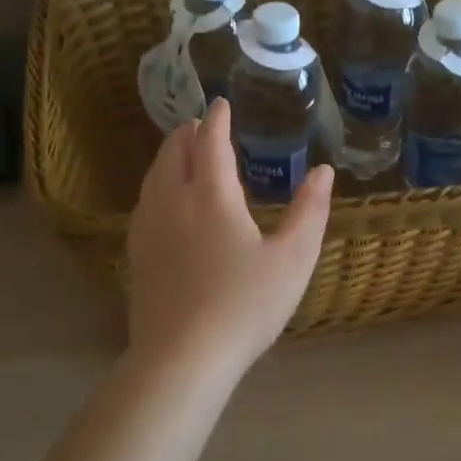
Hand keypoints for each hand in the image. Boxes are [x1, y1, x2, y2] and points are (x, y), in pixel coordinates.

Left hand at [126, 99, 332, 382]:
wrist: (182, 356)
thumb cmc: (245, 306)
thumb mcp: (293, 260)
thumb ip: (310, 212)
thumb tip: (324, 172)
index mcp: (211, 196)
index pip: (211, 142)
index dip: (217, 120)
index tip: (221, 104)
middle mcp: (173, 201)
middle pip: (174, 152)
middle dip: (188, 133)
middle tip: (201, 125)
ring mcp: (148, 228)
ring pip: (154, 177)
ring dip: (169, 156)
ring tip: (183, 153)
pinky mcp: (137, 254)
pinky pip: (144, 202)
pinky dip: (157, 185)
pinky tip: (164, 202)